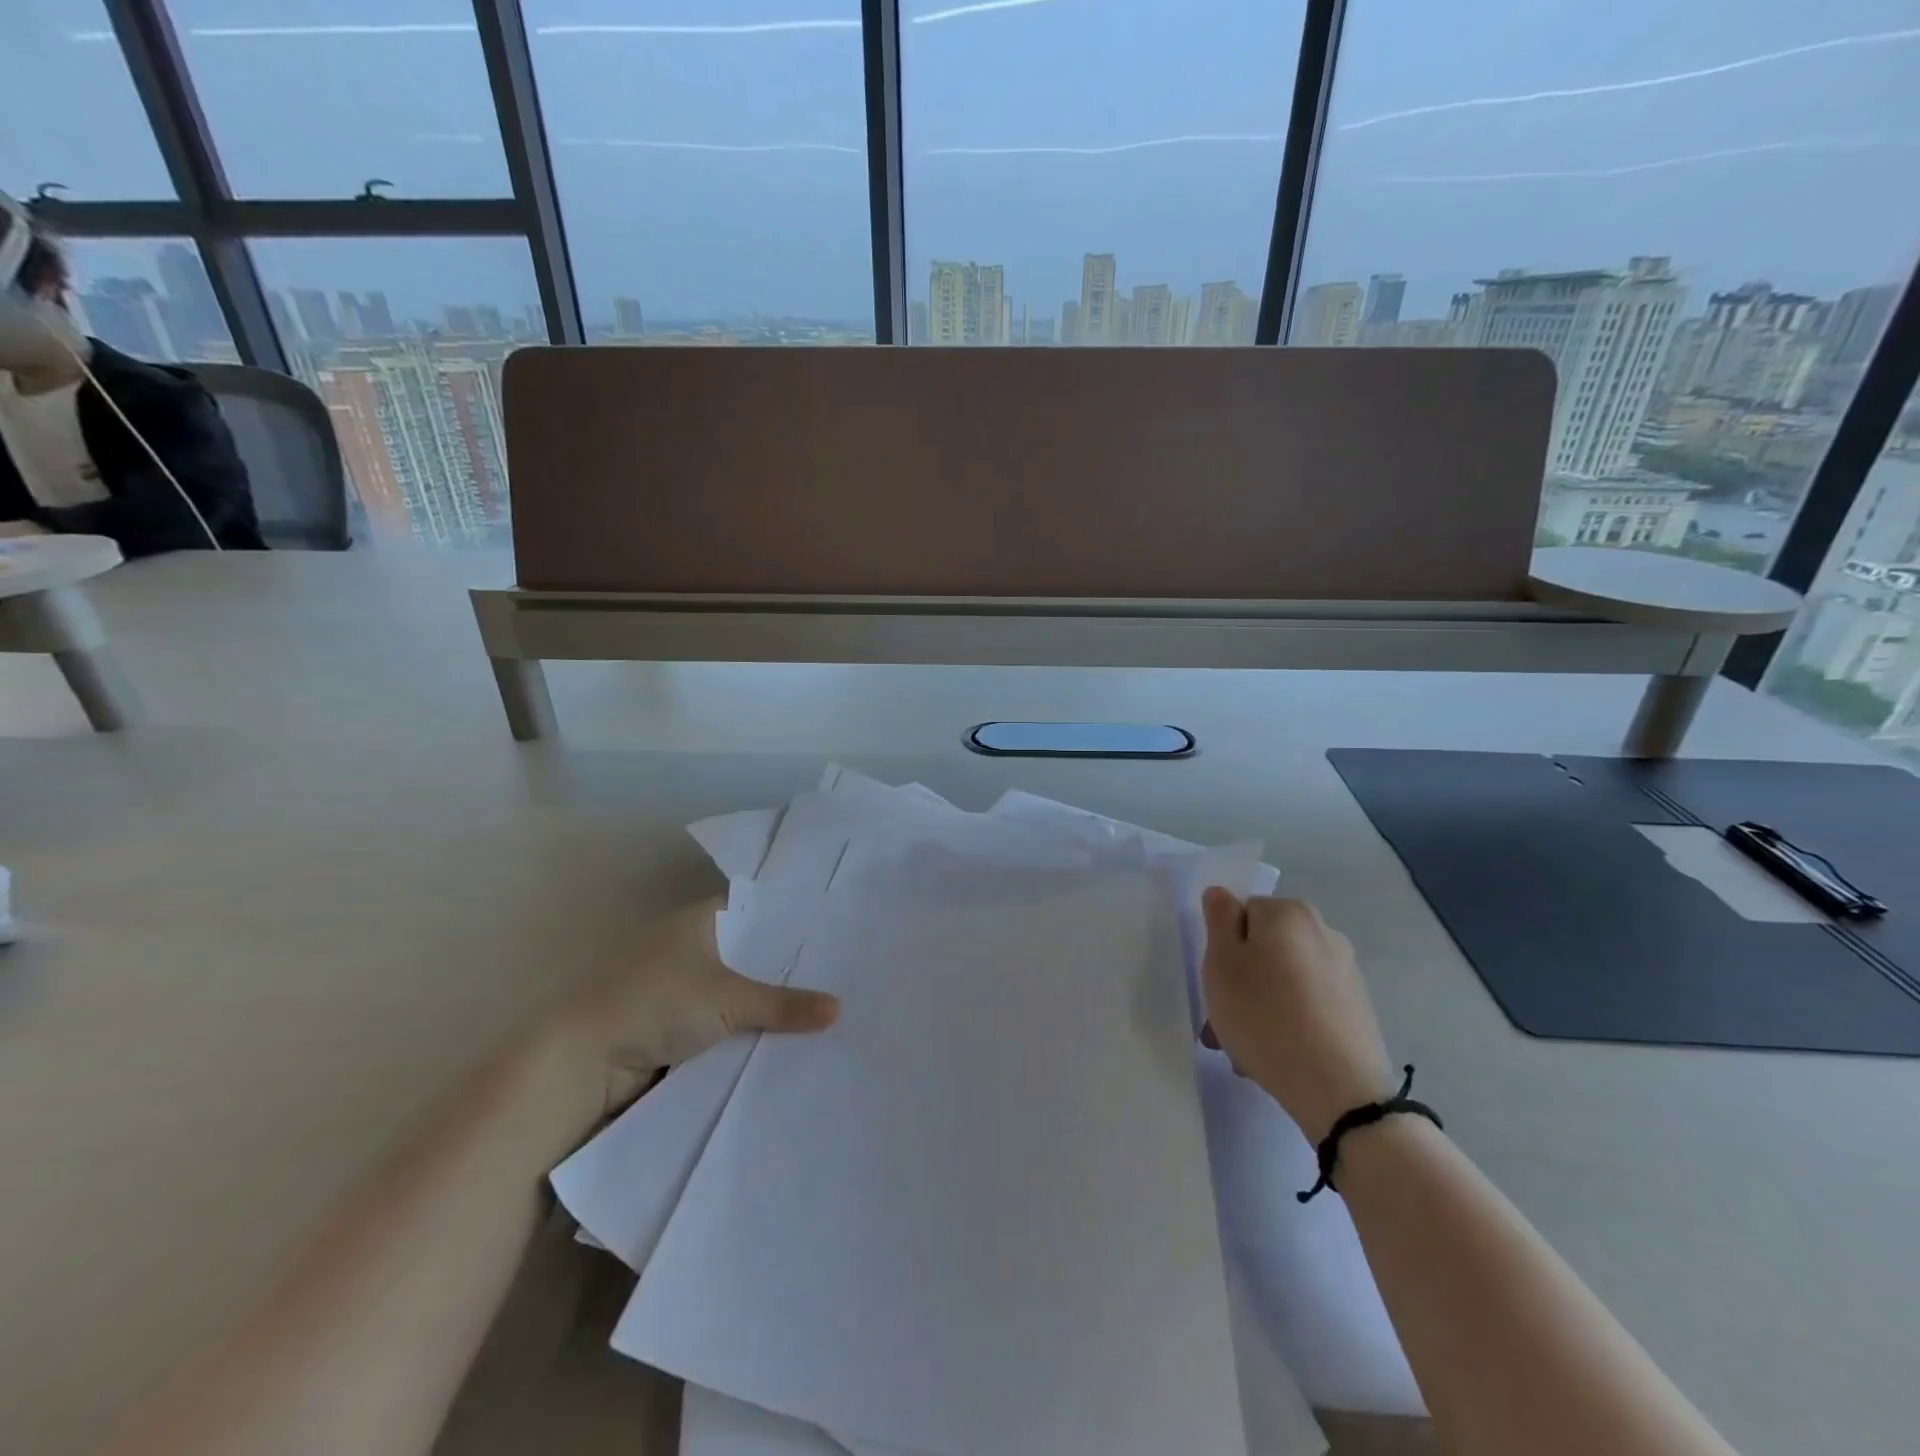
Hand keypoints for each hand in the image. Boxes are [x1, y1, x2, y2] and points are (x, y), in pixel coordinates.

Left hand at [547, 897, 838, 1123]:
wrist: (582, 1065)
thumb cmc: (654, 1003)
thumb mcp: (728, 999)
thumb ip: (783, 1003)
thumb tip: (838, 1009)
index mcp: (696, 922)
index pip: (753, 910)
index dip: (788, 920)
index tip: (830, 930)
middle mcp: (687, 948)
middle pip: (747, 955)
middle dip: (783, 969)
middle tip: (839, 973)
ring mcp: (677, 990)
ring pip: (734, 993)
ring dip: (764, 1006)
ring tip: (824, 1008)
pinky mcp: (670, 1028)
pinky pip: (720, 1025)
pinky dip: (743, 1033)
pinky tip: (783, 1041)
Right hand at [1199, 890, 1393, 1141]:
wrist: (1339, 1091)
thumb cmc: (1265, 1017)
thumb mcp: (1222, 963)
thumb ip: (1218, 919)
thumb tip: (1222, 894)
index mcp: (1289, 912)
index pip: (1241, 913)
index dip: (1223, 947)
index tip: (1216, 985)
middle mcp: (1323, 931)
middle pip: (1264, 947)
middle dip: (1241, 980)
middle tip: (1224, 1020)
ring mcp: (1345, 971)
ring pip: (1283, 979)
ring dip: (1261, 1004)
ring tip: (1248, 1047)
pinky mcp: (1357, 1008)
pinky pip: (1307, 1004)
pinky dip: (1289, 1020)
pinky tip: (1278, 1053)